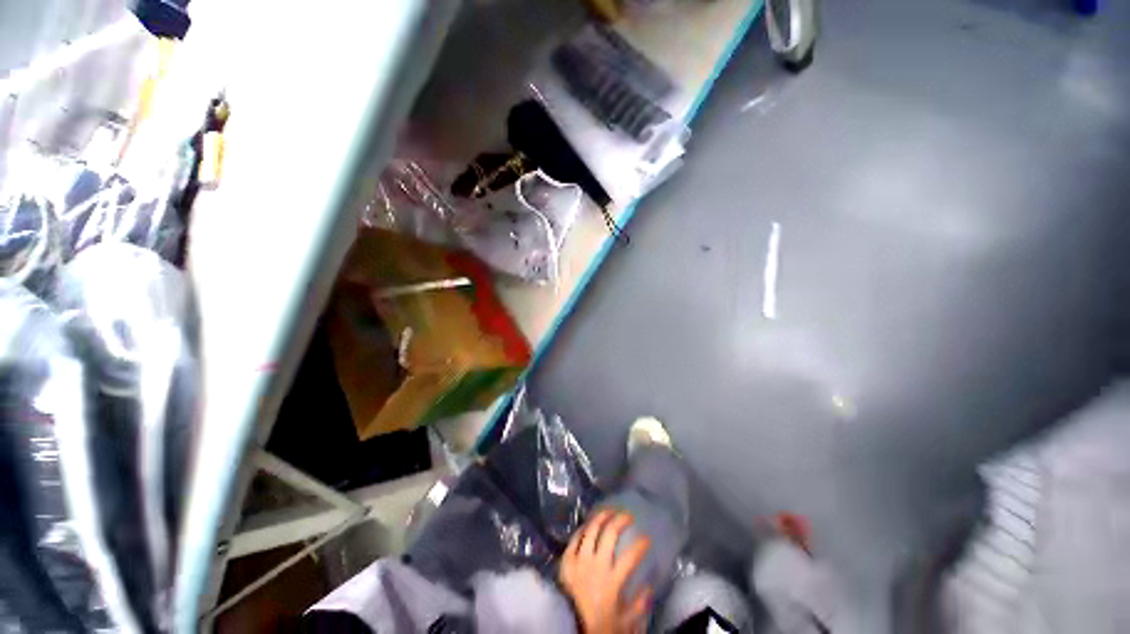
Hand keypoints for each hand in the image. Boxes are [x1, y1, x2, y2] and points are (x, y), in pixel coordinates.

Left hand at [559, 510, 652, 633]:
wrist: (566, 627)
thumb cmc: (596, 625)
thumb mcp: (622, 623)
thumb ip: (638, 606)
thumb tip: (649, 588)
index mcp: (612, 580)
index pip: (631, 555)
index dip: (641, 544)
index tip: (647, 538)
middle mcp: (596, 564)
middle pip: (610, 533)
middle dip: (621, 520)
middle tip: (628, 515)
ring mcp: (580, 558)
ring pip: (592, 529)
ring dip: (602, 516)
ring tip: (609, 511)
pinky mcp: (567, 559)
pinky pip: (576, 537)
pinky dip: (584, 528)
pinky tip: (589, 525)